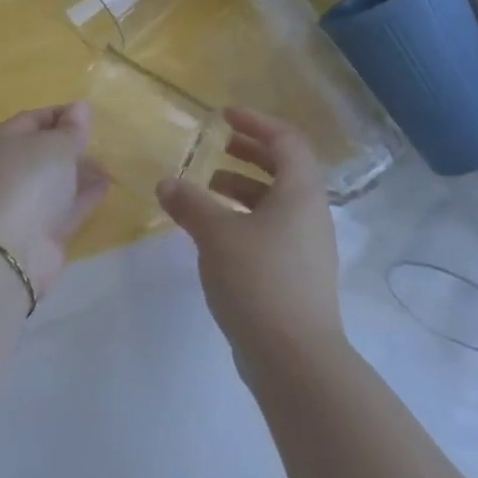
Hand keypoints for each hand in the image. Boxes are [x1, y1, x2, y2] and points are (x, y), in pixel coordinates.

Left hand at [0, 103, 109, 298]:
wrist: (7, 251)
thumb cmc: (27, 181)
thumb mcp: (55, 146)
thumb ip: (71, 129)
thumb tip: (80, 107)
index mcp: (1, 142)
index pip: (32, 119)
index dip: (61, 114)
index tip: (89, 114)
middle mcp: (6, 171)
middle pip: (41, 152)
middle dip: (69, 146)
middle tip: (100, 140)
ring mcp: (20, 203)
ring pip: (53, 181)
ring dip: (78, 172)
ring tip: (108, 164)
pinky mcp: (37, 232)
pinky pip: (63, 206)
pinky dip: (82, 196)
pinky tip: (106, 186)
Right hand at [156, 108, 344, 366]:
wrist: (295, 360)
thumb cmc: (259, 280)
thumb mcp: (217, 234)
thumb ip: (190, 203)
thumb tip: (166, 183)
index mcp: (301, 192)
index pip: (287, 140)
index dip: (256, 122)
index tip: (225, 117)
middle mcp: (311, 214)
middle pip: (285, 168)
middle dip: (249, 153)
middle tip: (217, 147)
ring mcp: (308, 248)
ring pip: (277, 202)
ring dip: (243, 188)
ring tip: (206, 189)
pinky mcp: (298, 276)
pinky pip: (272, 230)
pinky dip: (245, 218)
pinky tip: (215, 233)